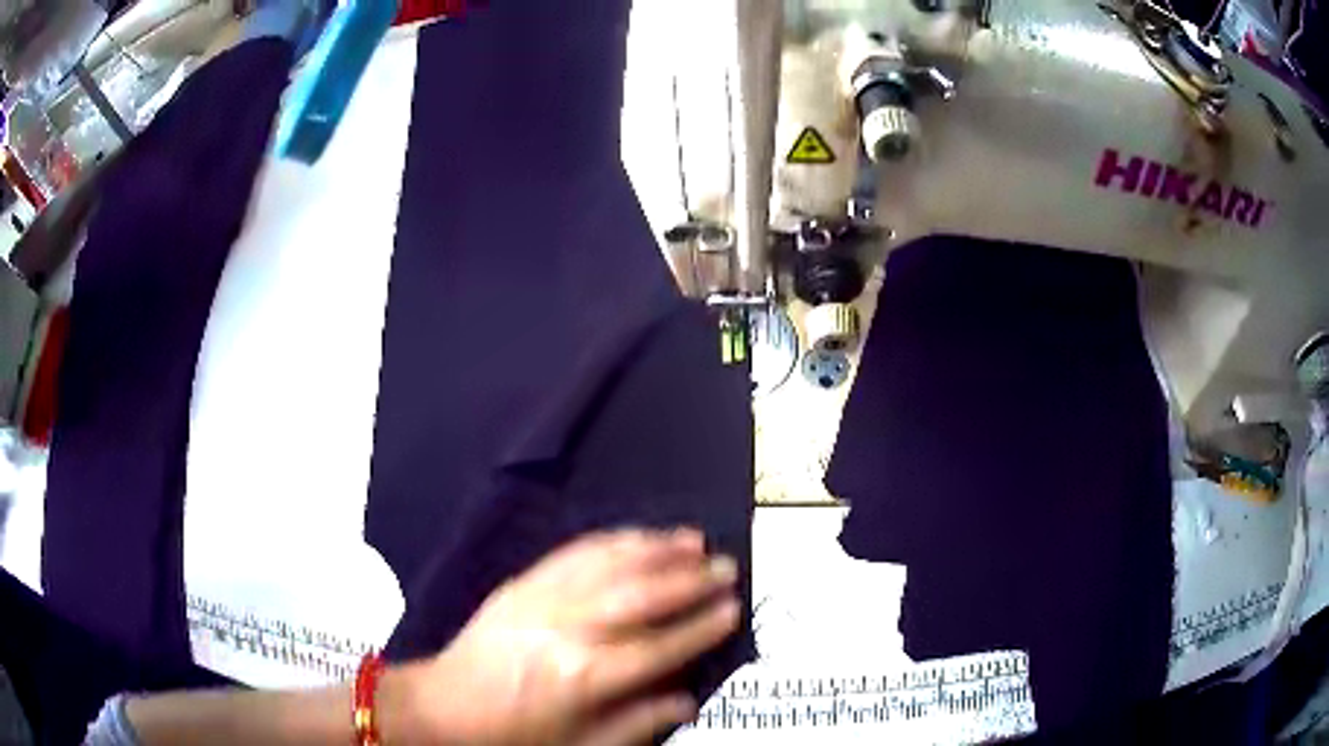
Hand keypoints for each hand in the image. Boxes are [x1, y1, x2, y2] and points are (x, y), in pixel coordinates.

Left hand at [384, 529, 740, 745]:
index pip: (660, 646)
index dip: (701, 627)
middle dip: (691, 579)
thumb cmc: (515, 734)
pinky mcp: (523, 584)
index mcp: (587, 677)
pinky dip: (611, 541)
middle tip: (727, 566)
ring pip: (611, 564)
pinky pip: (573, 554)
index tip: (733, 609)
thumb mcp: (582, 745)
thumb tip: (688, 702)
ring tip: (692, 539)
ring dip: (656, 548)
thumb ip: (639, 723)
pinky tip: (635, 535)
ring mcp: (544, 600)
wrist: (445, 706)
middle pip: (642, 595)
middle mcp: (570, 630)